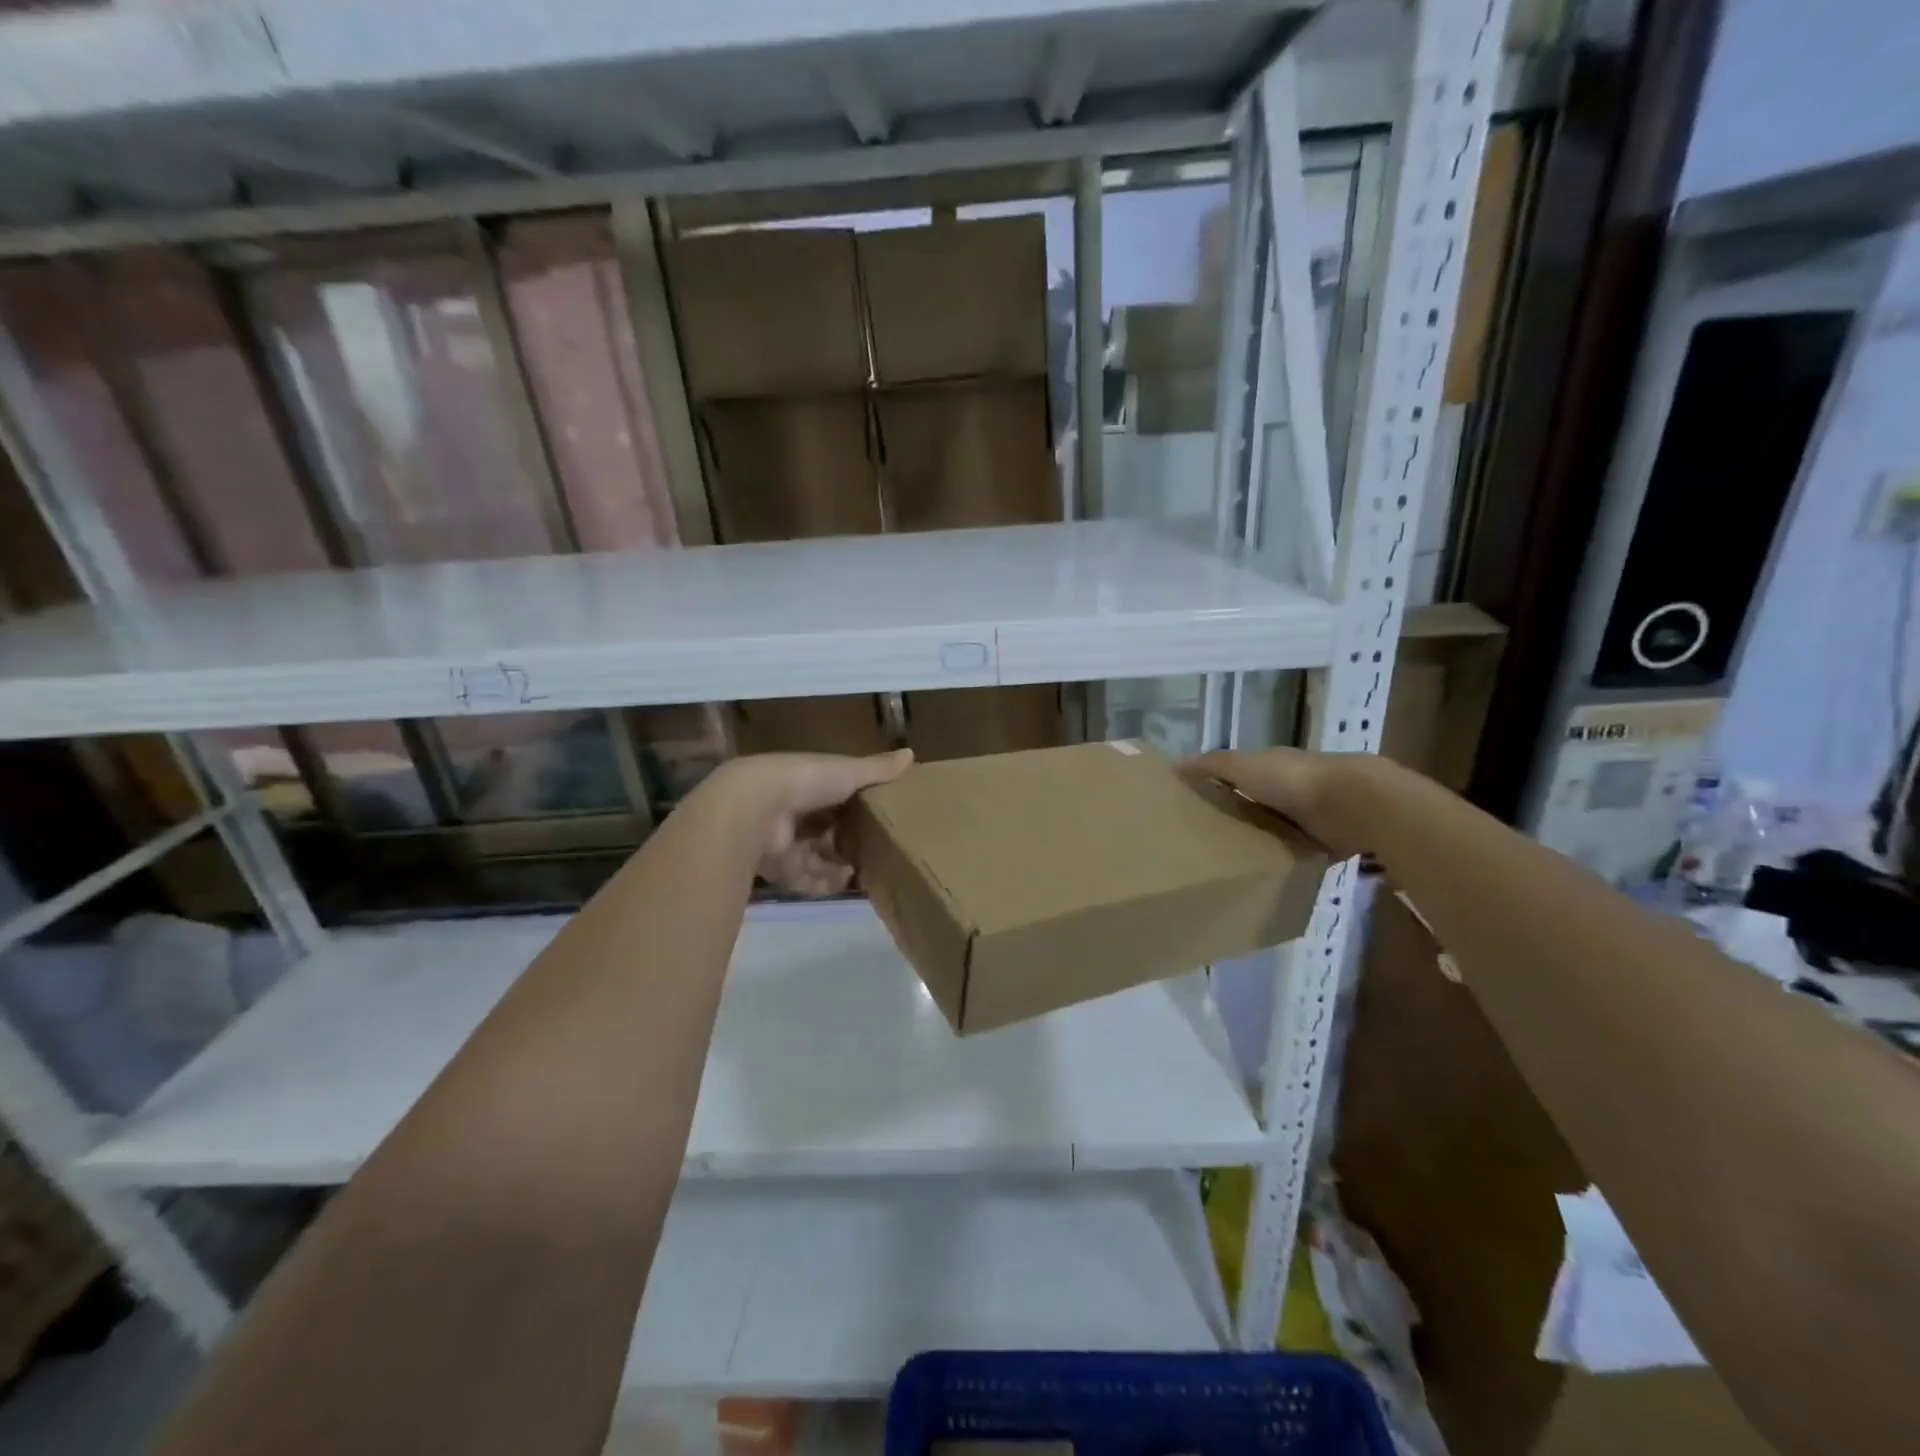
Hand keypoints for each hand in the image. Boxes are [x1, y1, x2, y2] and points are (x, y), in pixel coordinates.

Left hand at [708, 749, 913, 894]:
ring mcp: (787, 843)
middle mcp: (795, 812)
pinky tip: (848, 882)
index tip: (883, 815)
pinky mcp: (781, 870)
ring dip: (841, 865)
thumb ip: (877, 768)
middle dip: (849, 839)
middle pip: (827, 830)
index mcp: (809, 784)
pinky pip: (808, 881)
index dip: (857, 805)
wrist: (754, 810)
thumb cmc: (804, 781)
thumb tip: (912, 753)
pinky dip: (827, 883)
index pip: (836, 795)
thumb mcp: (847, 771)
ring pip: (819, 858)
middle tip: (881, 848)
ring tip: (870, 868)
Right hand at [1184, 747, 1377, 859]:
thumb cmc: (1292, 779)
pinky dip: (1287, 858)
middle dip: (1239, 816)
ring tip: (1231, 862)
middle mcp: (1291, 788)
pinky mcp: (1327, 841)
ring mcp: (1312, 815)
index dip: (1218, 786)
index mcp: (1271, 766)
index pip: (1239, 774)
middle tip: (1206, 840)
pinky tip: (1267, 873)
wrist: (1354, 802)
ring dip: (1263, 839)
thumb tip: (1172, 766)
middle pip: (1258, 803)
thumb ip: (1211, 765)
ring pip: (1278, 827)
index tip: (1194, 805)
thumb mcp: (1243, 766)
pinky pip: (1300, 851)